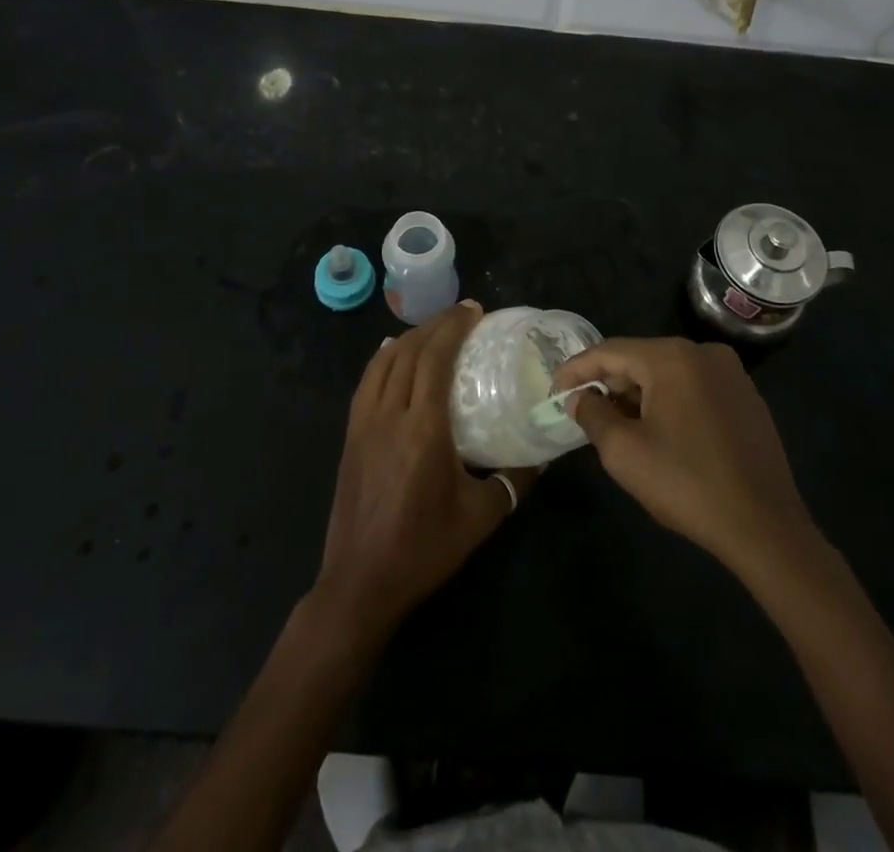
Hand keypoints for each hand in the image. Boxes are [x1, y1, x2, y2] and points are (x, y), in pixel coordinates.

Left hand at [311, 302, 534, 642]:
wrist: (361, 583)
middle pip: (410, 352)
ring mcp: (364, 424)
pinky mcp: (350, 436)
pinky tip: (393, 353)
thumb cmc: (424, 548)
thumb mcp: (481, 517)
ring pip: (384, 362)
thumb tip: (543, 456)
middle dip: (436, 324)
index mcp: (423, 428)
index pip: (435, 358)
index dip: (453, 327)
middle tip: (462, 314)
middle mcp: (390, 414)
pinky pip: (366, 382)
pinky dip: (382, 359)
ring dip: (409, 337)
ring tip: (433, 329)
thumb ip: (514, 482)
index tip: (474, 310)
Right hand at [555, 337, 817, 574]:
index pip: (610, 351)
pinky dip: (669, 400)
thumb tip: (580, 399)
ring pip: (668, 373)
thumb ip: (593, 415)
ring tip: (617, 423)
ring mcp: (730, 373)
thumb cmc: (686, 484)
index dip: (577, 369)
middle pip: (640, 358)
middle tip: (584, 410)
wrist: (765, 527)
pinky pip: (694, 386)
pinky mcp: (746, 397)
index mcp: (672, 358)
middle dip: (609, 383)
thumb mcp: (624, 453)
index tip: (554, 390)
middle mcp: (703, 352)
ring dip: (638, 393)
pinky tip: (659, 430)